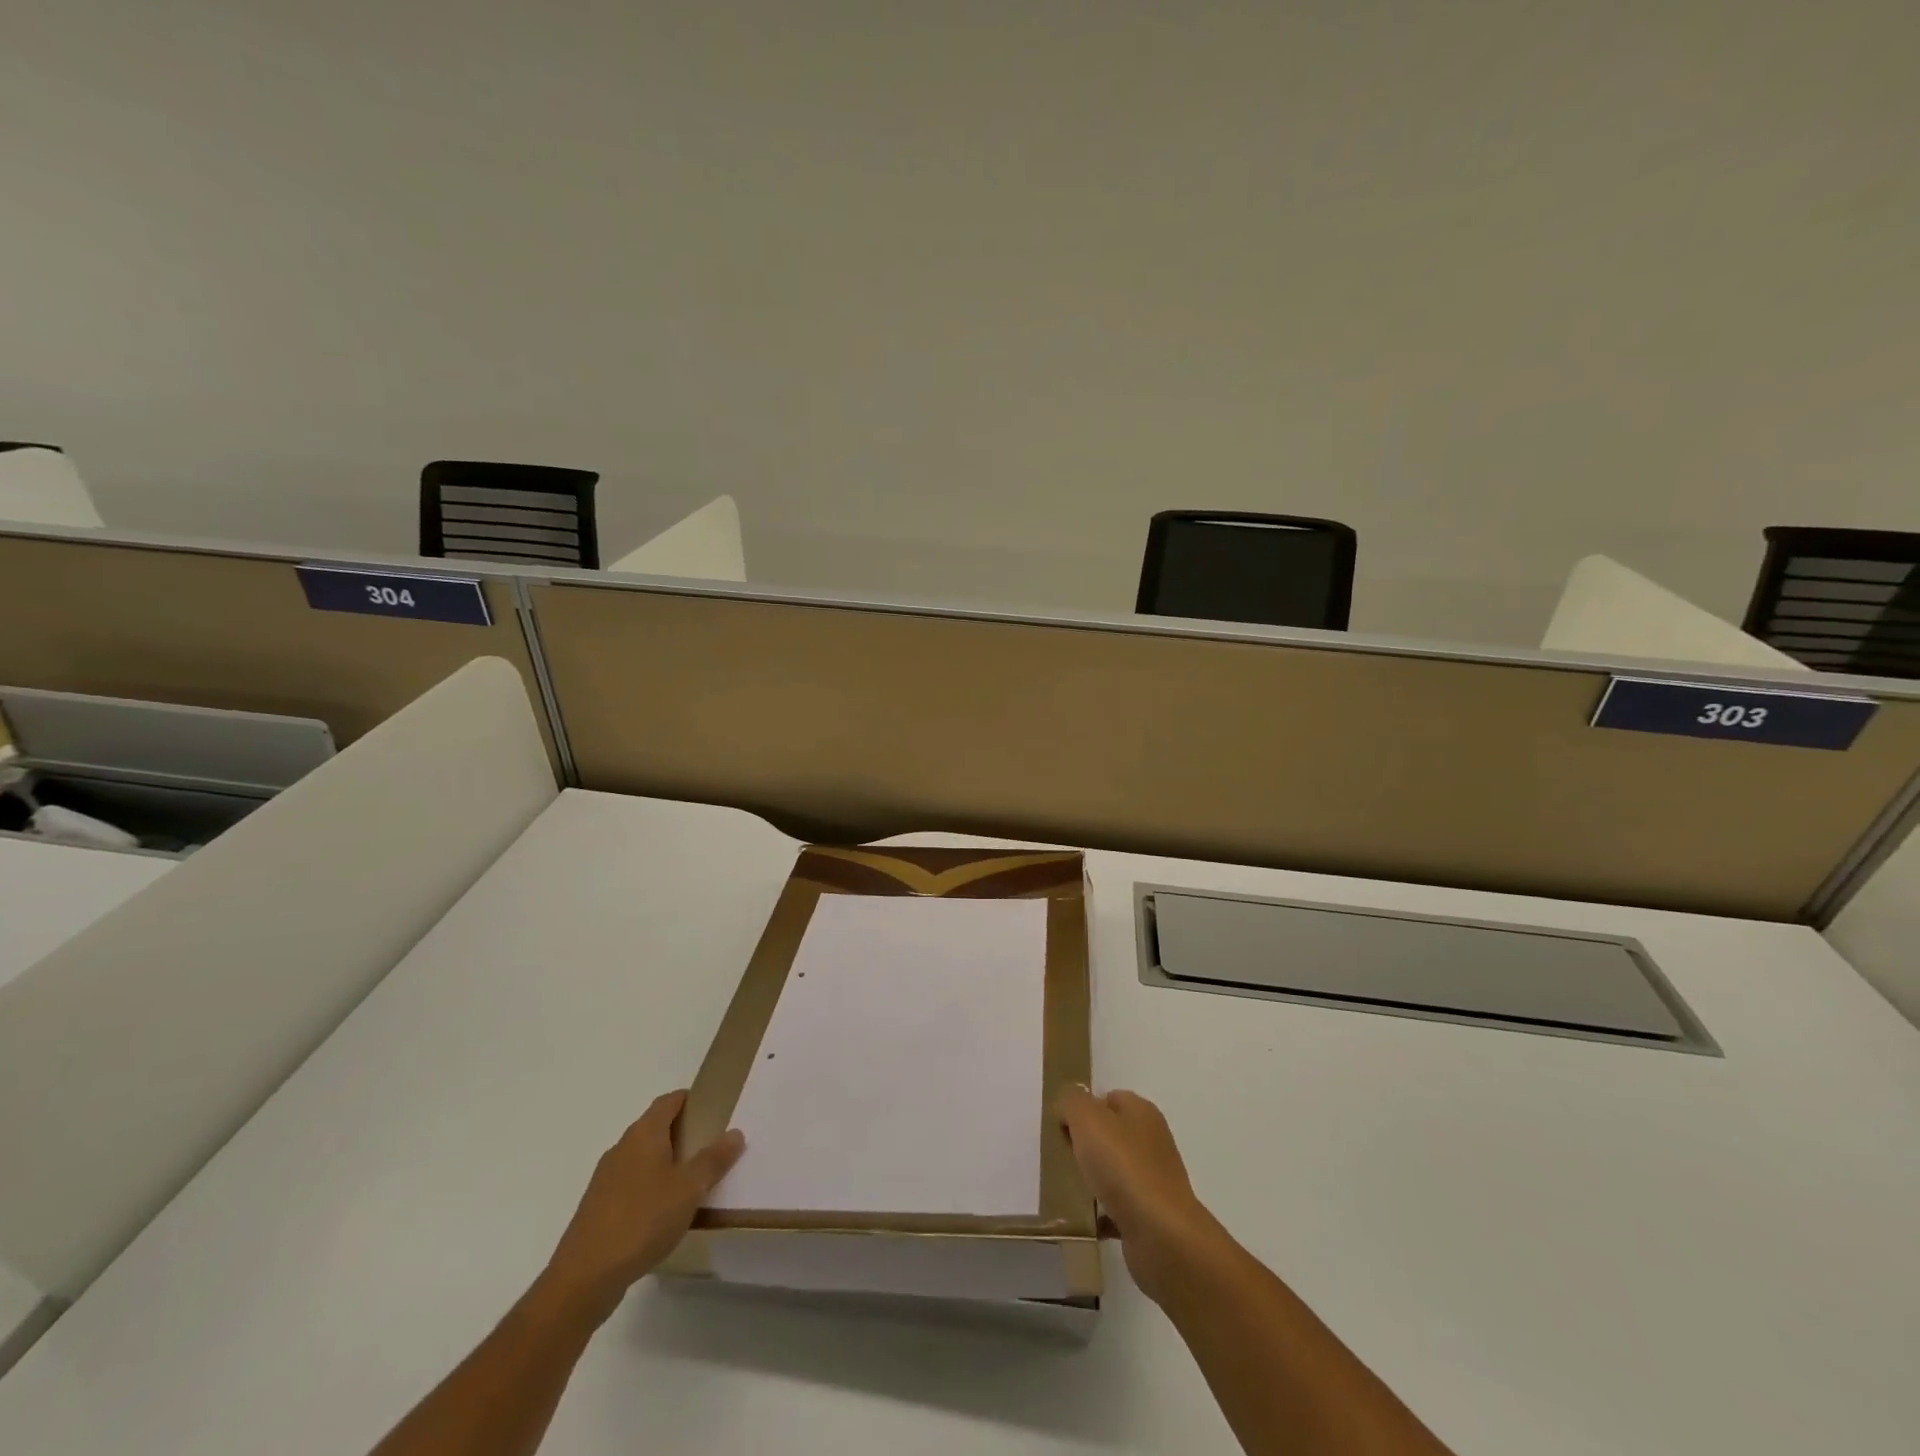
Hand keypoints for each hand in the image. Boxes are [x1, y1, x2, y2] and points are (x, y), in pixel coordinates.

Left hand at [540, 1090, 744, 1316]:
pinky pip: (631, 1184)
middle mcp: (622, 1148)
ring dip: (666, 1162)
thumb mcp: (689, 1189)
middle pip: (655, 1127)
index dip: (691, 1100)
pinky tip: (663, 1213)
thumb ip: (713, 1160)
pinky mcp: (598, 1207)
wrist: (584, 1278)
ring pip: (642, 1157)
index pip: (669, 1101)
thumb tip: (735, 1132)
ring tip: (691, 1182)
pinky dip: (649, 1187)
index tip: (714, 1110)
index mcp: (644, 1134)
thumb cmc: (642, 1221)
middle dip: (682, 1133)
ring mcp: (606, 1178)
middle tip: (710, 1147)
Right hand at [1055, 1084, 1225, 1304]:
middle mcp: (1151, 1142)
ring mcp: (1153, 1181)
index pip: (1108, 1098)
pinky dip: (1100, 1213)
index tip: (1061, 1126)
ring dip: (1091, 1180)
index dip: (1083, 1108)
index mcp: (1142, 1113)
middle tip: (1060, 1156)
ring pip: (1113, 1172)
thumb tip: (1069, 1105)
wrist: (1162, 1236)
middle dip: (1084, 1144)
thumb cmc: (1124, 1167)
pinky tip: (1083, 1220)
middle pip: (1110, 1135)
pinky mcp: (1150, 1216)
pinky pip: (1117, 1208)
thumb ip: (1073, 1102)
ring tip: (1066, 1189)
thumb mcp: (1088, 1119)